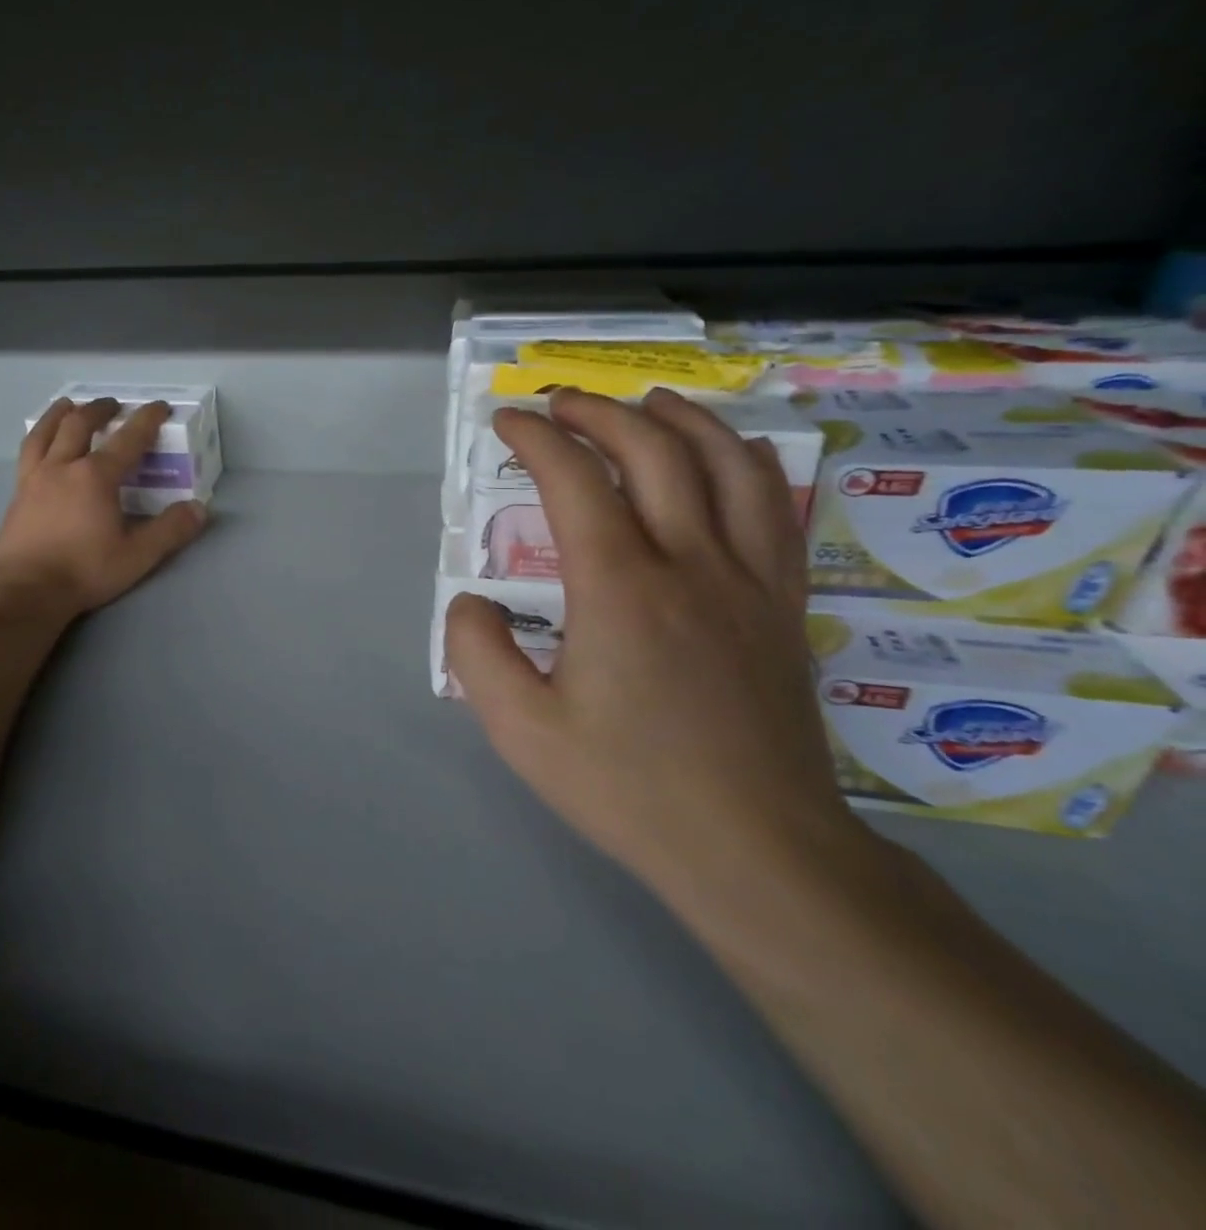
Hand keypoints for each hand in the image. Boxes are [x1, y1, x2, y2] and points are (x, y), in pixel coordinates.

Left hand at [0, 397, 207, 618]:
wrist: (25, 590)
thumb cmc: (84, 571)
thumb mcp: (137, 555)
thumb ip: (170, 530)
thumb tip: (199, 509)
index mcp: (96, 476)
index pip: (128, 438)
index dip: (146, 419)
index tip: (159, 407)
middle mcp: (63, 467)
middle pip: (80, 424)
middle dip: (100, 409)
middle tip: (113, 404)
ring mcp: (35, 478)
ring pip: (45, 432)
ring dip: (59, 414)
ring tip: (67, 405)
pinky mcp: (18, 494)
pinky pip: (28, 453)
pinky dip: (37, 437)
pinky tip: (40, 444)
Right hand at [445, 388, 866, 906]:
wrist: (759, 851)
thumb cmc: (630, 788)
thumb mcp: (520, 730)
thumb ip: (477, 652)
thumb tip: (472, 601)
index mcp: (620, 588)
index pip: (573, 480)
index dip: (535, 438)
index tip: (506, 421)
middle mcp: (690, 563)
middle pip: (654, 450)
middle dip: (600, 412)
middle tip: (560, 403)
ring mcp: (748, 580)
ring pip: (727, 463)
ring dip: (680, 419)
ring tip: (646, 403)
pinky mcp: (782, 605)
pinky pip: (774, 506)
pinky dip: (745, 461)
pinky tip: (729, 456)